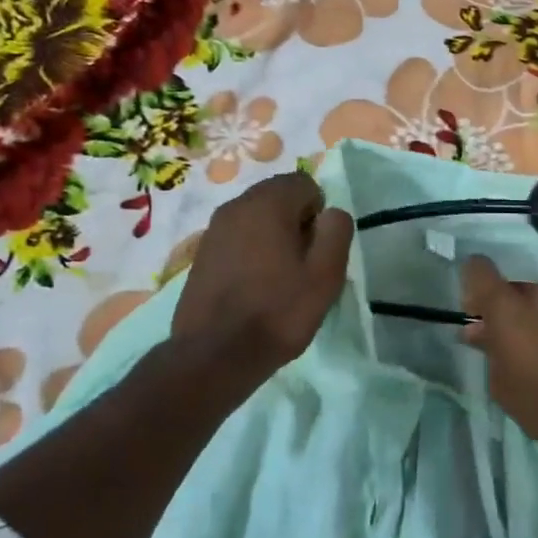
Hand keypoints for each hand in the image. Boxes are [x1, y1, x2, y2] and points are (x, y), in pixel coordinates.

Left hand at [172, 170, 354, 376]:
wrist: (214, 354)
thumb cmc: (277, 311)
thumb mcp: (325, 274)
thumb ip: (336, 232)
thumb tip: (330, 213)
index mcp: (268, 202)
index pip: (305, 183)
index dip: (318, 213)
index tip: (316, 250)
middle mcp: (236, 204)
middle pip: (278, 197)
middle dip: (295, 222)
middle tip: (301, 265)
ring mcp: (214, 228)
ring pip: (256, 218)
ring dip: (272, 237)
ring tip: (278, 278)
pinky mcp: (201, 252)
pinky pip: (237, 237)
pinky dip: (250, 251)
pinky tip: (253, 286)